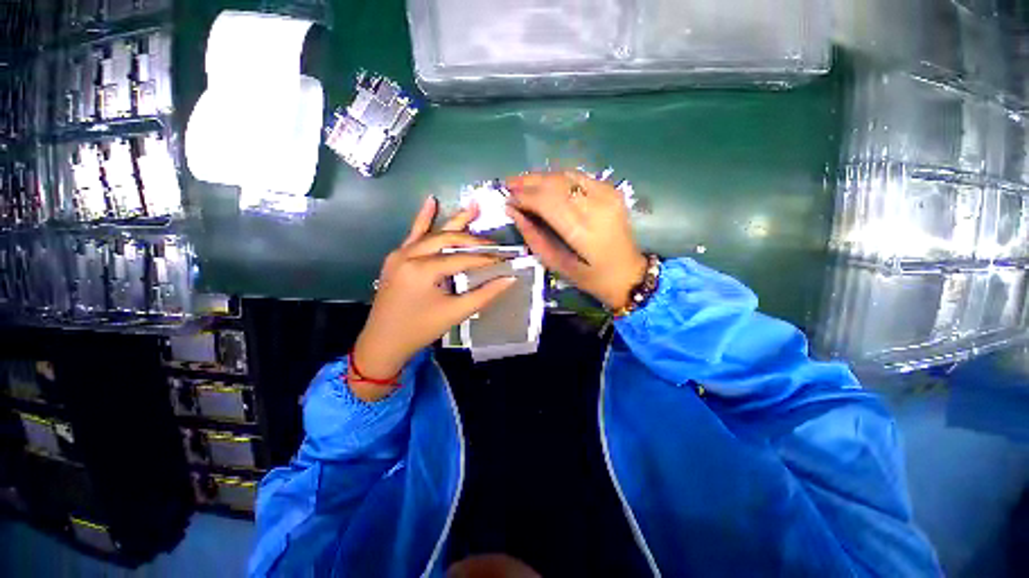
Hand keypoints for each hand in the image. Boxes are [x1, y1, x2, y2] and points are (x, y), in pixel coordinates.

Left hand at [351, 197, 515, 401]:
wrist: (382, 342)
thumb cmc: (420, 329)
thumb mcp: (455, 313)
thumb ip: (485, 294)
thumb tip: (510, 279)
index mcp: (423, 270)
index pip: (462, 258)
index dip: (485, 258)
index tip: (505, 257)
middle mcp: (409, 255)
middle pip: (448, 240)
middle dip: (473, 241)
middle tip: (493, 243)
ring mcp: (400, 254)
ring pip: (432, 233)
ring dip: (454, 222)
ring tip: (473, 206)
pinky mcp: (396, 257)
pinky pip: (413, 235)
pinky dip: (423, 218)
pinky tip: (430, 200)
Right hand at [505, 170, 645, 309]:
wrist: (628, 273)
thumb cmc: (590, 277)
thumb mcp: (557, 265)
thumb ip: (534, 237)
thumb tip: (513, 212)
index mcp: (583, 231)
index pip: (546, 201)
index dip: (524, 196)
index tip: (506, 198)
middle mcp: (596, 206)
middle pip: (555, 183)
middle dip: (528, 182)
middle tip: (509, 185)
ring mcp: (607, 194)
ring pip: (566, 175)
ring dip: (542, 178)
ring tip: (523, 184)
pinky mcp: (612, 190)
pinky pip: (578, 176)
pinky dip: (558, 178)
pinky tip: (546, 185)